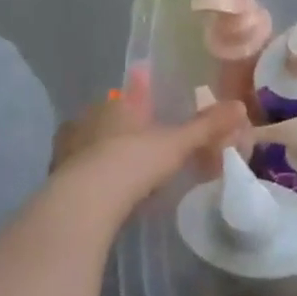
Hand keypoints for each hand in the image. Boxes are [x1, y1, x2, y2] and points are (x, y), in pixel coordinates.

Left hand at [50, 66, 249, 222]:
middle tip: (139, 140)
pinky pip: (78, 171)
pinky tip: (102, 190)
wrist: (85, 201)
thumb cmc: (134, 161)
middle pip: (108, 117)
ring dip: (102, 151)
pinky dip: (90, 176)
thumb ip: (206, 126)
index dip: (140, 96)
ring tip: (121, 168)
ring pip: (89, 143)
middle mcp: (88, 119)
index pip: (130, 94)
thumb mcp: (177, 144)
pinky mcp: (56, 178)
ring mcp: (68, 148)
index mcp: (117, 105)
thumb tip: (240, 106)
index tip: (147, 104)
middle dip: (121, 126)